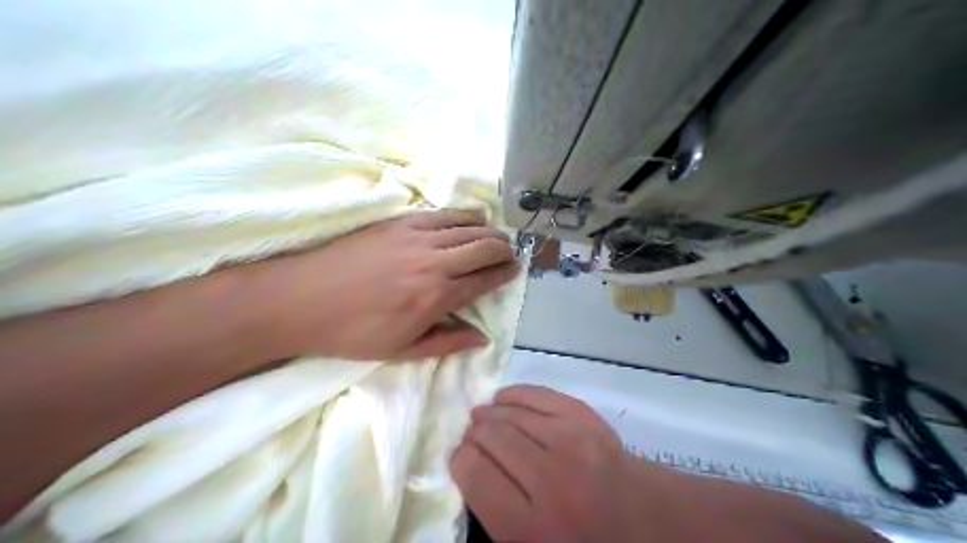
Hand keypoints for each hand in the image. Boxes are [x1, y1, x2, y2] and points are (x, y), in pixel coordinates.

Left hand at [251, 209, 520, 360]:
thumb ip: (448, 342)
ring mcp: (416, 235)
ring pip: (467, 225)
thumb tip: (482, 337)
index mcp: (437, 295)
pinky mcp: (398, 221)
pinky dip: (462, 215)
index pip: (485, 278)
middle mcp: (434, 260)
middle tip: (509, 254)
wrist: (300, 299)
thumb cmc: (352, 332)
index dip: (505, 273)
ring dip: (488, 230)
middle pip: (484, 245)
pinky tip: (468, 219)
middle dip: (504, 248)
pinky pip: (442, 213)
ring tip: (495, 236)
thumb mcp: (403, 350)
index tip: (515, 270)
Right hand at [450, 384, 643, 541]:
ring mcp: (571, 441)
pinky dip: (515, 394)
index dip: (459, 460)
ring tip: (482, 415)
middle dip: (473, 434)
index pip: (473, 473)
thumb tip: (466, 465)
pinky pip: (538, 394)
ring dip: (489, 411)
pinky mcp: (585, 417)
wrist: (642, 519)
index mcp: (530, 527)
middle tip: (471, 436)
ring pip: (511, 412)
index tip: (460, 458)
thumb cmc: (580, 539)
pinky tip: (504, 399)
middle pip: (491, 437)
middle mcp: (549, 479)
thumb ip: (492, 513)